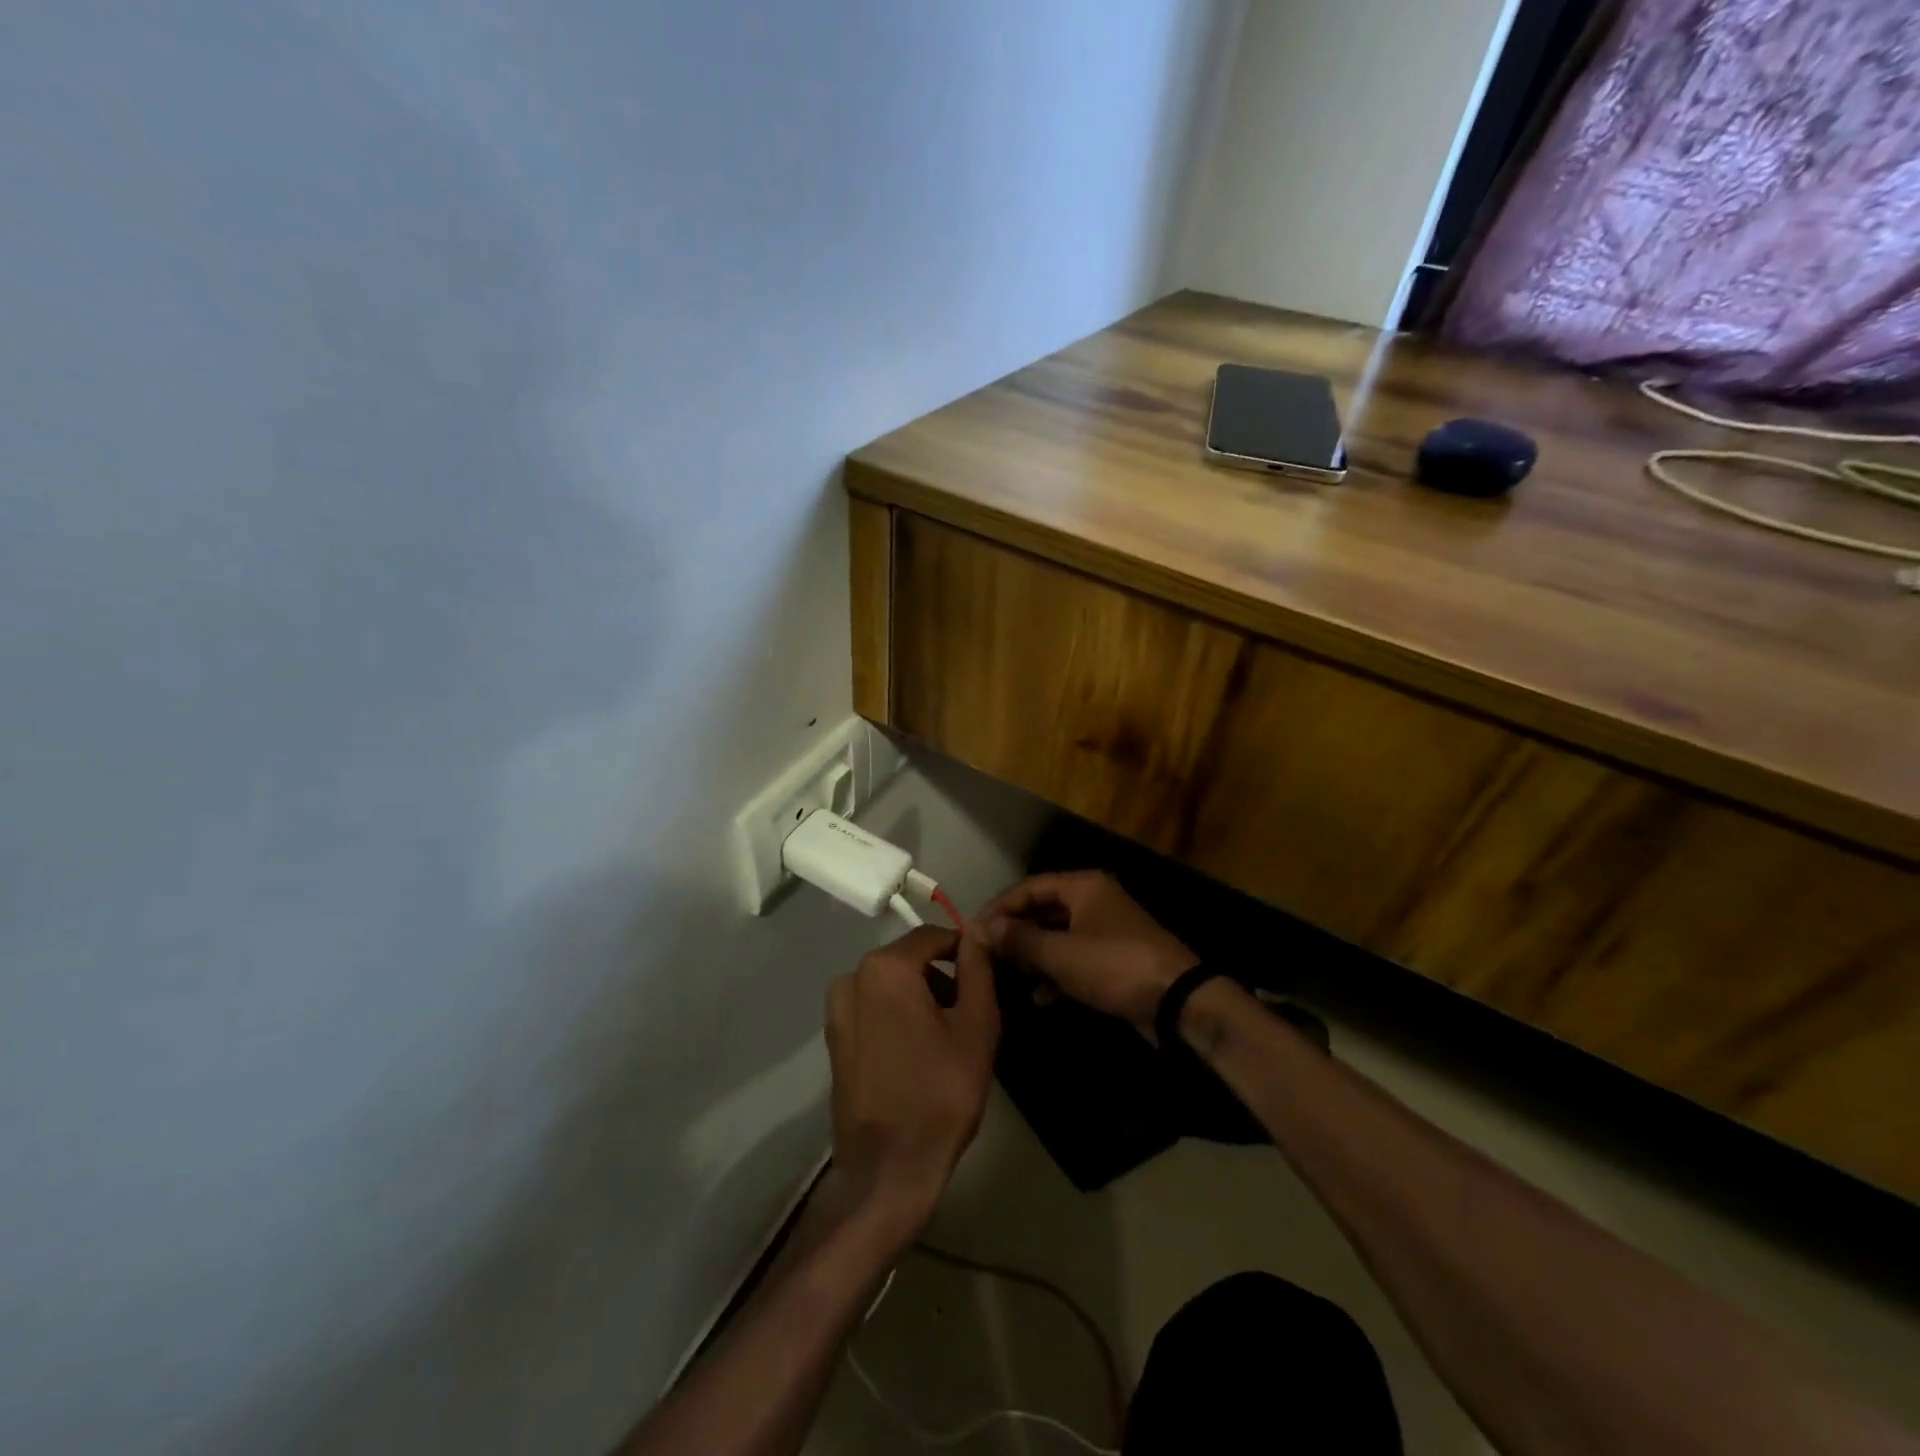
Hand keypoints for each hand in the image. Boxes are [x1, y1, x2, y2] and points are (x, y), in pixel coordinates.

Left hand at [823, 924, 998, 1243]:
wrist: (887, 1169)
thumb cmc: (941, 1093)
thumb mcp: (976, 1026)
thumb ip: (978, 968)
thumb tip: (978, 930)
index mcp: (886, 967)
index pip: (933, 936)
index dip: (964, 949)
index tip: (987, 973)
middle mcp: (853, 977)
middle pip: (909, 960)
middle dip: (942, 976)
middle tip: (971, 1010)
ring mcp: (837, 1009)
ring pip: (890, 984)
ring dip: (920, 996)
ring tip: (947, 1035)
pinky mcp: (833, 1038)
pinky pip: (873, 1008)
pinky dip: (897, 1015)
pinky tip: (918, 1051)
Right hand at [980, 871, 1197, 1032]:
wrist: (1178, 1001)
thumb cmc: (1114, 966)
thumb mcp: (1060, 954)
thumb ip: (1019, 940)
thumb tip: (982, 928)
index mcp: (1083, 887)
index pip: (1029, 887)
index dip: (999, 907)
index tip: (972, 930)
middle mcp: (1093, 900)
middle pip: (1042, 909)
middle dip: (1015, 933)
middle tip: (987, 954)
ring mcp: (1105, 929)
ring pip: (1057, 935)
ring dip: (1033, 955)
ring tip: (1009, 976)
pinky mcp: (1113, 958)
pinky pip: (1074, 958)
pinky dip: (1055, 973)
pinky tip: (1041, 997)